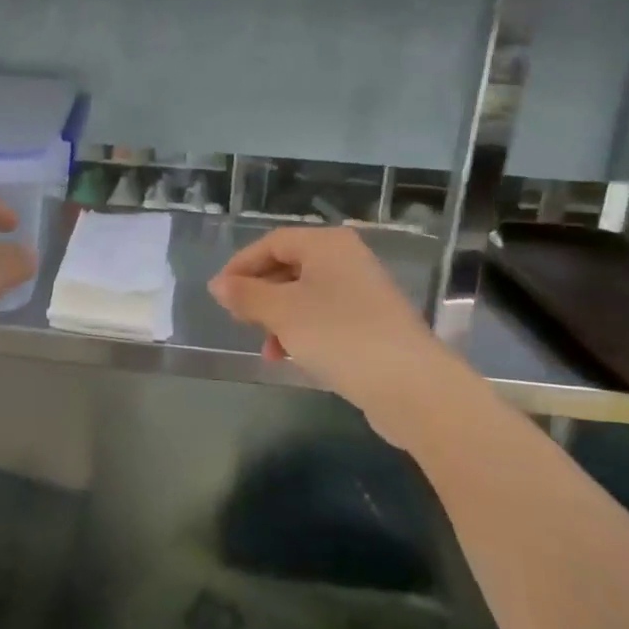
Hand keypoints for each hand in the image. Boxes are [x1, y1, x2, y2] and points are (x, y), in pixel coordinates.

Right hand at [208, 226, 440, 396]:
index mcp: (327, 244)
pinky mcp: (373, 323)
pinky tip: (293, 357)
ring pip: (305, 295)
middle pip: (289, 267)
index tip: (219, 295)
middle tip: (239, 321)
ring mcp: (363, 291)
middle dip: (260, 295)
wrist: (410, 385)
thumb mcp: (281, 312)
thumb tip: (218, 285)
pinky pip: (325, 317)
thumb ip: (245, 295)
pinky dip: (303, 331)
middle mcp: (347, 259)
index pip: (272, 243)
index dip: (241, 266)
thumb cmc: (338, 335)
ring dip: (279, 319)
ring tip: (267, 350)